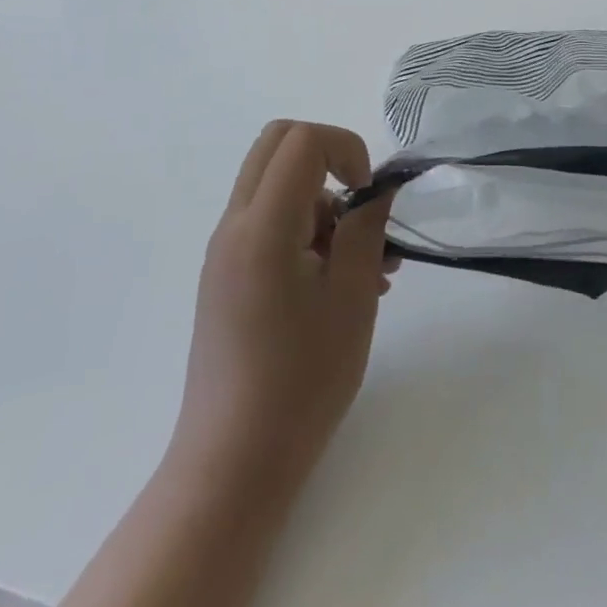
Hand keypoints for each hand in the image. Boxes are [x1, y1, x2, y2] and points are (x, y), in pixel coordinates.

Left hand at [170, 120, 396, 499]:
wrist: (233, 465)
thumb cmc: (301, 380)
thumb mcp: (352, 297)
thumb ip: (367, 227)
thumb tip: (380, 188)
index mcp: (261, 228)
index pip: (302, 141)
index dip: (347, 149)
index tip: (369, 196)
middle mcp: (234, 227)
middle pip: (279, 144)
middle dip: (331, 158)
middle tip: (362, 204)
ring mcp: (226, 251)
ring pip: (277, 183)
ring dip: (325, 201)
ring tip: (370, 265)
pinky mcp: (228, 275)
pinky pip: (270, 221)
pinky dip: (308, 228)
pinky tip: (344, 282)